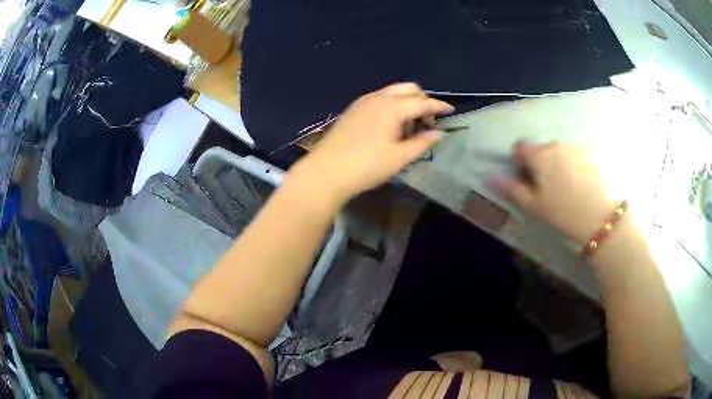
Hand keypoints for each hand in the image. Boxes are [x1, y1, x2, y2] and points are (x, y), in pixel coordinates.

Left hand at [292, 83, 453, 201]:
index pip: (423, 102)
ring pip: (393, 92)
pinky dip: (392, 105)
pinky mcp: (353, 109)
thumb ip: (422, 143)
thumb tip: (439, 133)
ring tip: (409, 126)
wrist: (326, 171)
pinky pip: (379, 98)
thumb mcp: (399, 157)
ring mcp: (363, 101)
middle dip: (422, 100)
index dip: (439, 106)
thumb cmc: (366, 166)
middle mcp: (378, 97)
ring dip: (407, 102)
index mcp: (393, 107)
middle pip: (408, 89)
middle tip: (427, 122)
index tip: (451, 111)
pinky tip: (390, 125)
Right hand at [490, 142, 618, 244]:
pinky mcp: (590, 153)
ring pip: (558, 152)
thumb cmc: (563, 213)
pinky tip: (581, 183)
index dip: (519, 161)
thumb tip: (490, 176)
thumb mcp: (533, 206)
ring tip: (567, 187)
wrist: (601, 216)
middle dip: (540, 164)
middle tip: (548, 188)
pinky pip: (574, 155)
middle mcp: (555, 144)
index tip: (526, 179)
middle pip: (541, 150)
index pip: (520, 147)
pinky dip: (573, 165)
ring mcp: (575, 147)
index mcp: (539, 155)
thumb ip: (511, 188)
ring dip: (557, 164)